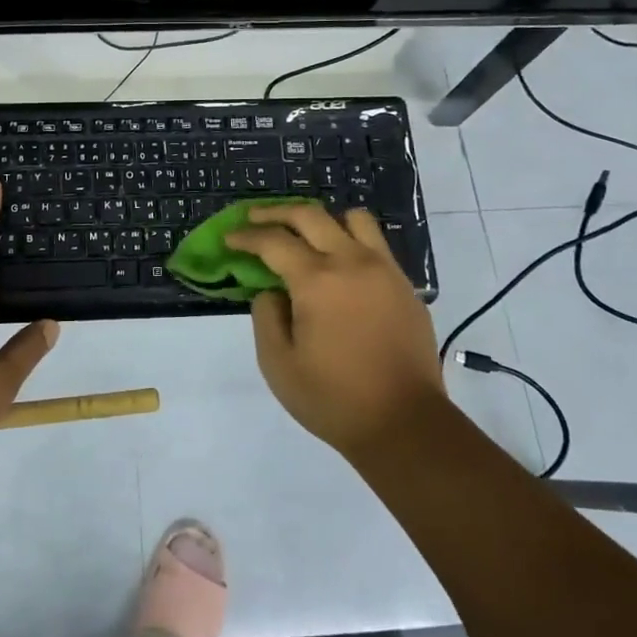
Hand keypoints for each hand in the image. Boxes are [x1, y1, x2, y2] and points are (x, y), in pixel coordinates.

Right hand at [227, 204, 449, 460]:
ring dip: (322, 219)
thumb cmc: (334, 399)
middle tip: (254, 218)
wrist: (406, 424)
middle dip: (275, 212)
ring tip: (306, 234)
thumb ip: (266, 316)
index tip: (230, 238)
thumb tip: (272, 291)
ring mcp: (384, 270)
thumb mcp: (278, 364)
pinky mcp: (405, 285)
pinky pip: (376, 244)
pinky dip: (351, 240)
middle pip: (309, 215)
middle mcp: (351, 262)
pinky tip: (339, 265)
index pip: (273, 241)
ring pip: (353, 219)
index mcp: (317, 281)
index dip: (246, 236)